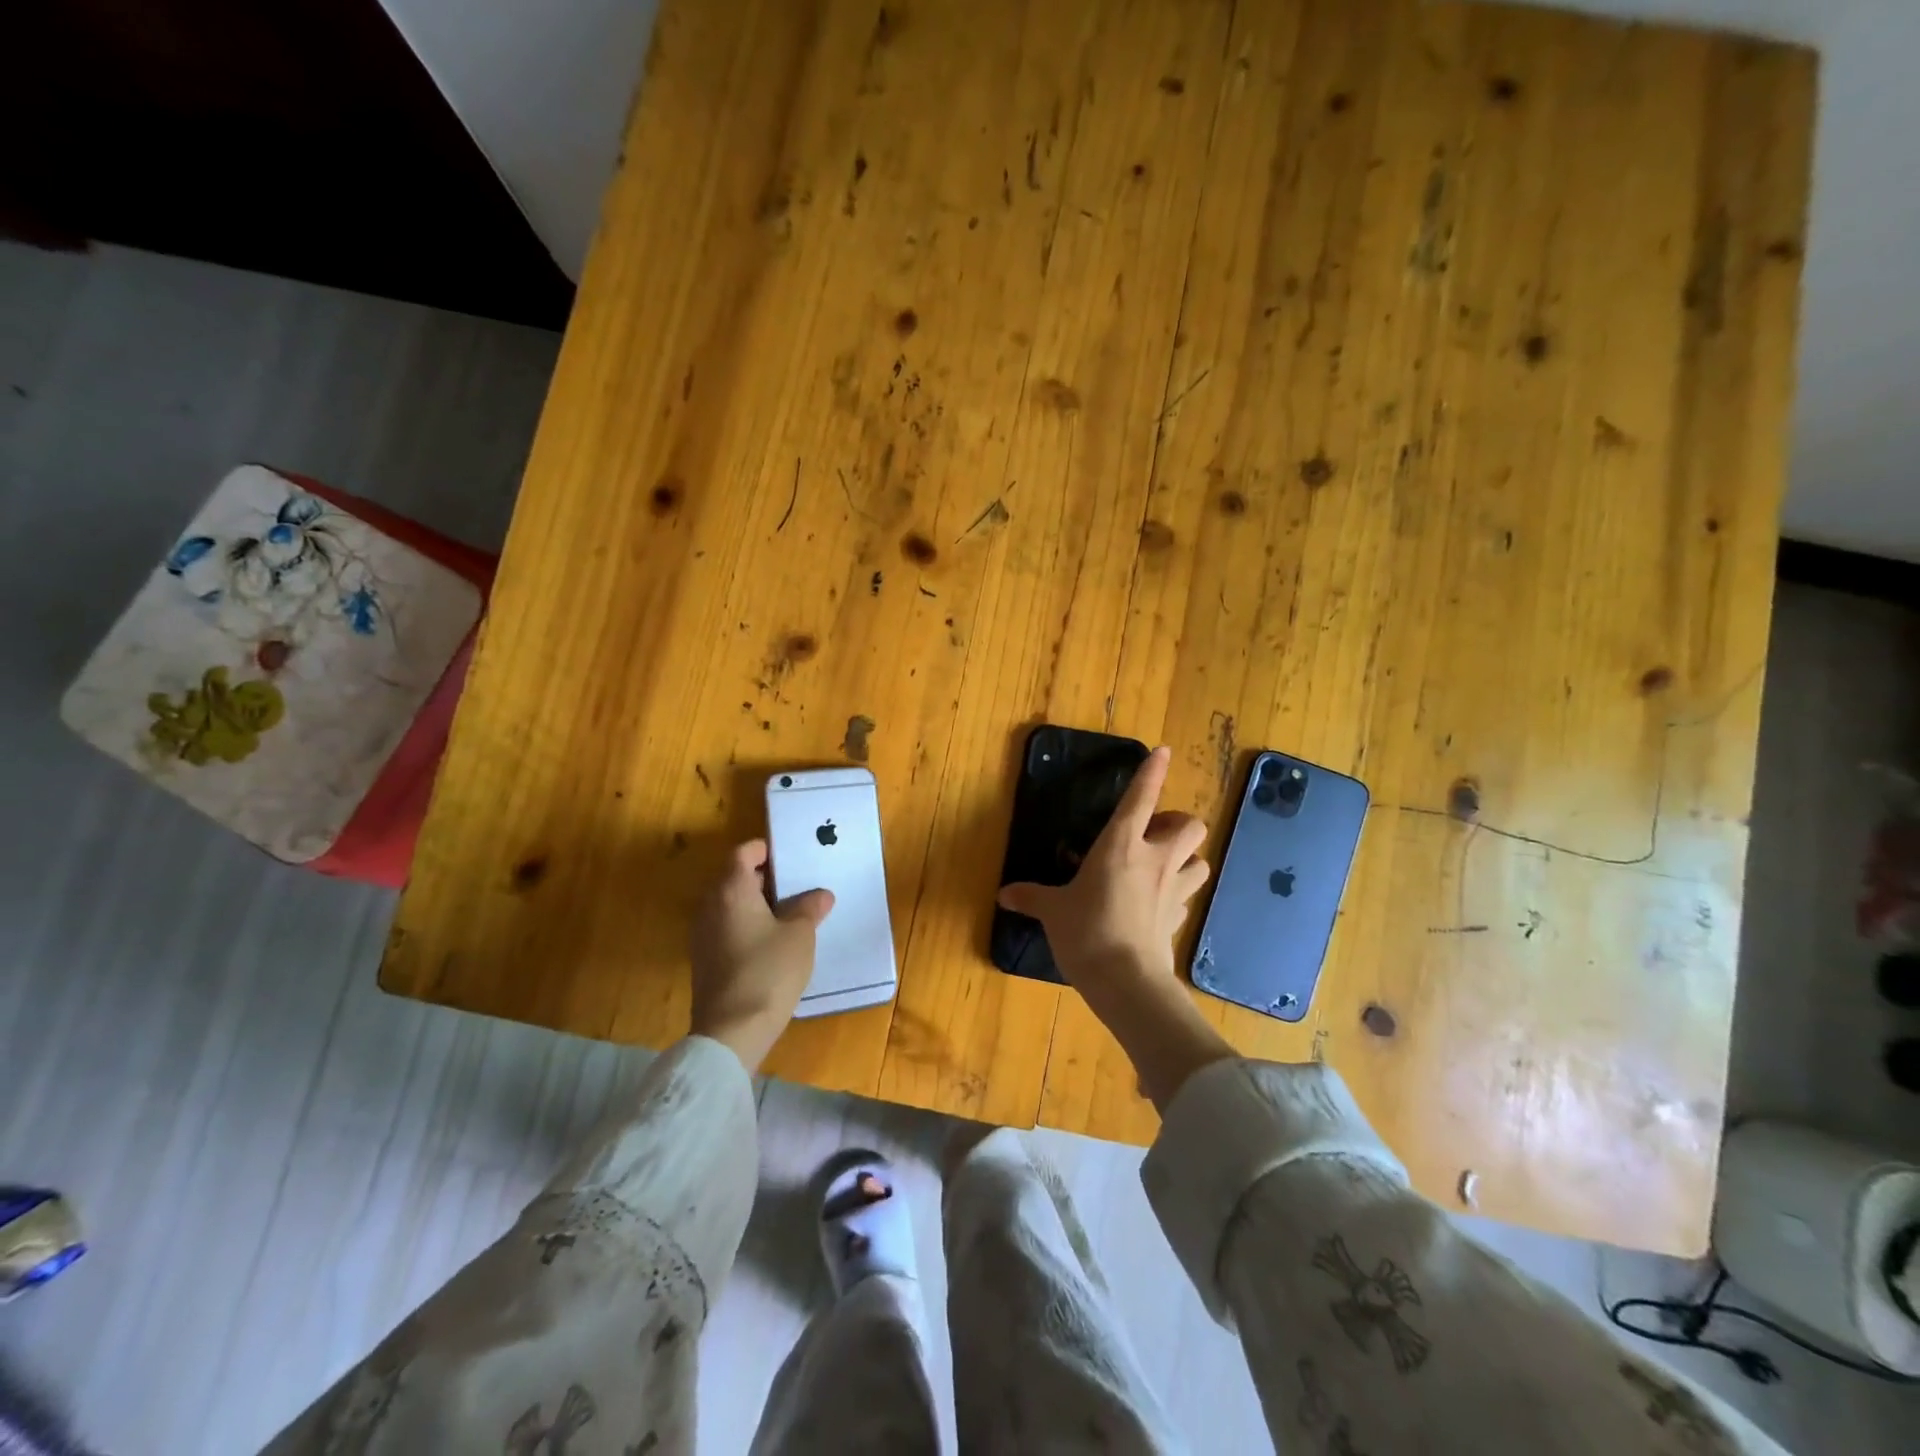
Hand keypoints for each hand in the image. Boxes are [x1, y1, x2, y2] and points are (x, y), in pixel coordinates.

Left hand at [690, 839, 833, 1069]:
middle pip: (736, 877)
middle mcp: (710, 906)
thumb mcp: (799, 934)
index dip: (767, 850)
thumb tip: (820, 895)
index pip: (743, 853)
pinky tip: (775, 941)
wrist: (732, 1031)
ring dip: (759, 904)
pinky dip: (749, 925)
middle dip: (767, 879)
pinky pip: (728, 927)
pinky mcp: (705, 959)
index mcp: (731, 890)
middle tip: (800, 886)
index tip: (792, 858)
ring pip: (732, 904)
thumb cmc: (768, 970)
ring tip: (793, 914)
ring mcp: (703, 934)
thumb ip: (809, 908)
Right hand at [997, 746, 1209, 999]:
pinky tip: (1160, 902)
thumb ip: (1031, 897)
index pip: (1141, 798)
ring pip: (1201, 859)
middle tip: (1154, 833)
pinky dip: (1178, 892)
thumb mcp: (1052, 911)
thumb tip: (1004, 895)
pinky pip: (1187, 896)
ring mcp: (1172, 890)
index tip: (1163, 752)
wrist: (1125, 981)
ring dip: (1187, 857)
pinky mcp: (1179, 919)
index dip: (1152, 772)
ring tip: (1164, 864)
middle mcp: (1154, 860)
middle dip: (1178, 822)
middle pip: (1190, 825)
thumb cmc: (1085, 932)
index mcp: (1120, 846)